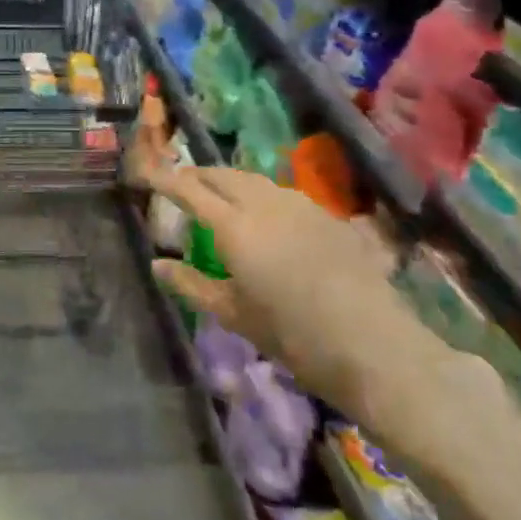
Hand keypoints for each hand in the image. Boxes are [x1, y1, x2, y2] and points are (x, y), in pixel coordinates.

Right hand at [144, 166, 416, 428]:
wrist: (374, 345)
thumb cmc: (293, 335)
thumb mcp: (233, 314)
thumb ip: (191, 285)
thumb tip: (157, 265)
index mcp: (234, 226)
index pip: (190, 189)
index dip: (165, 179)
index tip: (147, 174)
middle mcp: (264, 203)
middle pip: (221, 174)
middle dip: (197, 175)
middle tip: (180, 186)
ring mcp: (299, 205)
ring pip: (253, 180)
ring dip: (229, 182)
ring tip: (219, 197)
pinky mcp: (326, 215)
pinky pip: (281, 193)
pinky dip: (259, 195)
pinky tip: (264, 216)